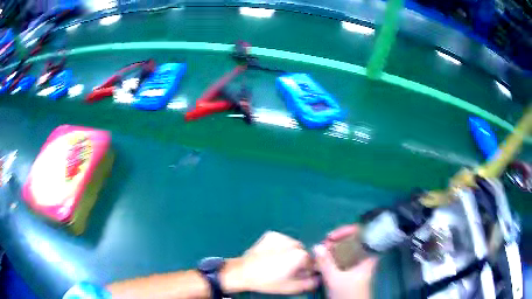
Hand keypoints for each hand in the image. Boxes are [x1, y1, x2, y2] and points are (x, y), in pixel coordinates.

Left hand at [223, 231, 318, 293]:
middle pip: (303, 253)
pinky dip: (281, 247)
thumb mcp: (291, 287)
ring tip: (278, 263)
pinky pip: (282, 241)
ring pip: (293, 246)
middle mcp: (293, 242)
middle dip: (299, 261)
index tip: (299, 275)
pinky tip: (272, 255)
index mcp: (300, 255)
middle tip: (287, 270)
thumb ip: (310, 283)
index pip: (313, 262)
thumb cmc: (268, 281)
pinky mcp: (271, 235)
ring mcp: (281, 236)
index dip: (307, 270)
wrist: (242, 272)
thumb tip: (318, 279)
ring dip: (290, 253)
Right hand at [314, 225, 377, 298]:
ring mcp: (359, 265)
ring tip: (321, 251)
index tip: (332, 235)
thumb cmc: (349, 294)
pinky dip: (335, 257)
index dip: (348, 231)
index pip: (363, 234)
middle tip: (323, 243)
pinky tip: (325, 260)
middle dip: (338, 240)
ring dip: (335, 248)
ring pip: (348, 250)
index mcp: (368, 256)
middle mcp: (365, 257)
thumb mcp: (335, 279)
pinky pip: (344, 258)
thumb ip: (326, 263)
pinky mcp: (353, 271)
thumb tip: (316, 245)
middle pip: (354, 240)